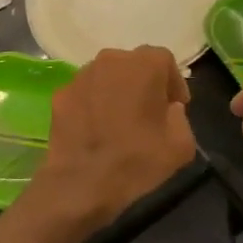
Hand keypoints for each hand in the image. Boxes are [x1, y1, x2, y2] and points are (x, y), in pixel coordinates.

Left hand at [30, 47, 196, 231]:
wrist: (81, 182)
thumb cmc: (136, 160)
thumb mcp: (181, 144)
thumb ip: (180, 116)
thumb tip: (168, 109)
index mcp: (143, 65)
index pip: (164, 60)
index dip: (173, 83)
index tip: (175, 107)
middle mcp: (109, 60)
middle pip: (133, 64)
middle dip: (144, 83)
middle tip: (149, 112)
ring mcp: (80, 76)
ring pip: (106, 76)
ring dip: (117, 92)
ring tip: (120, 121)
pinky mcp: (60, 94)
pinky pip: (85, 93)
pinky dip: (93, 104)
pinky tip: (95, 129)